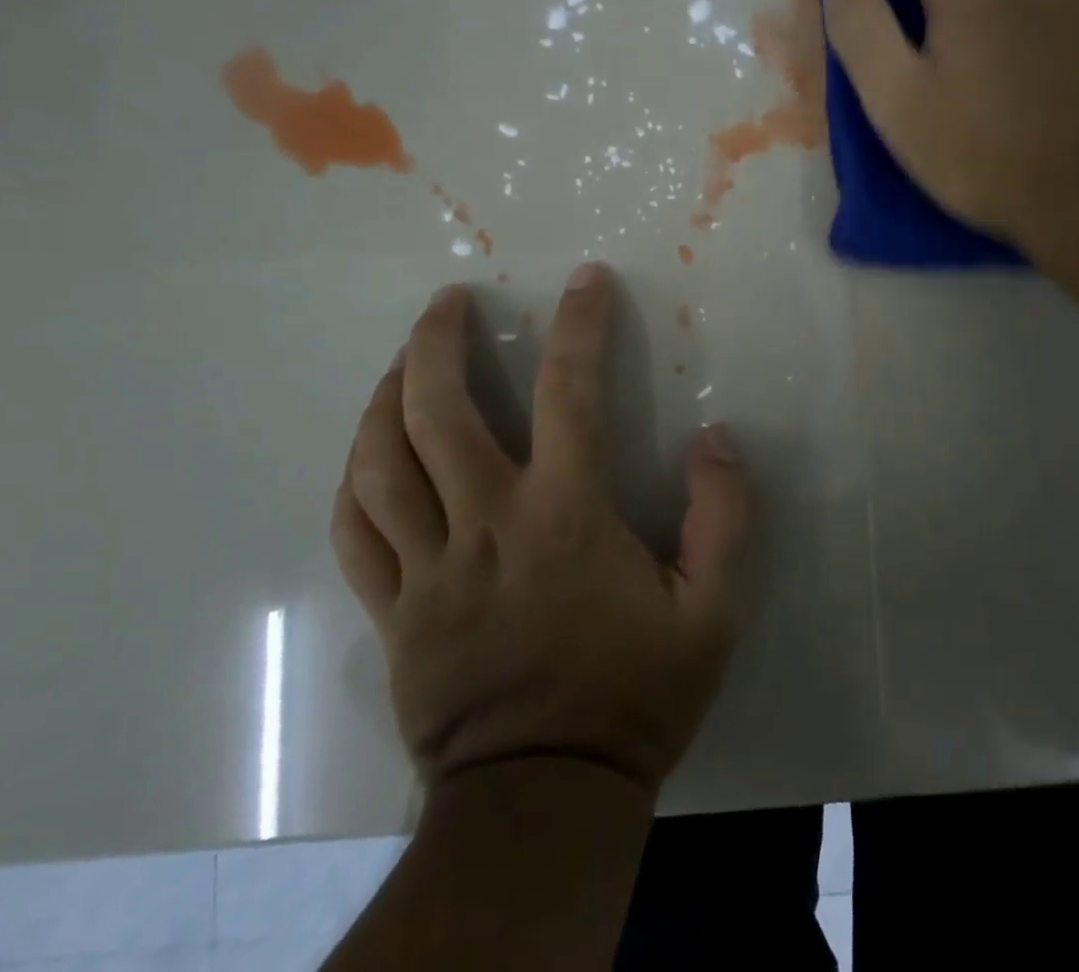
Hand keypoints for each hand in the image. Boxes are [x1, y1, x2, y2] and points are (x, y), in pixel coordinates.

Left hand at [329, 262, 751, 794]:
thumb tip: (716, 439)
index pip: (572, 392)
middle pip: (437, 411)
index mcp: (564, 515)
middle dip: (437, 340)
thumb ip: (724, 518)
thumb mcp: (712, 612)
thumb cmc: (632, 696)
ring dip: (385, 397)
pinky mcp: (393, 610)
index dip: (581, 325)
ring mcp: (427, 567)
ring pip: (379, 462)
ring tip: (401, 361)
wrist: (546, 800)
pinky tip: (366, 454)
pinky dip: (354, 481)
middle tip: (449, 300)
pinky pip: (354, 533)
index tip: (586, 279)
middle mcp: (486, 523)